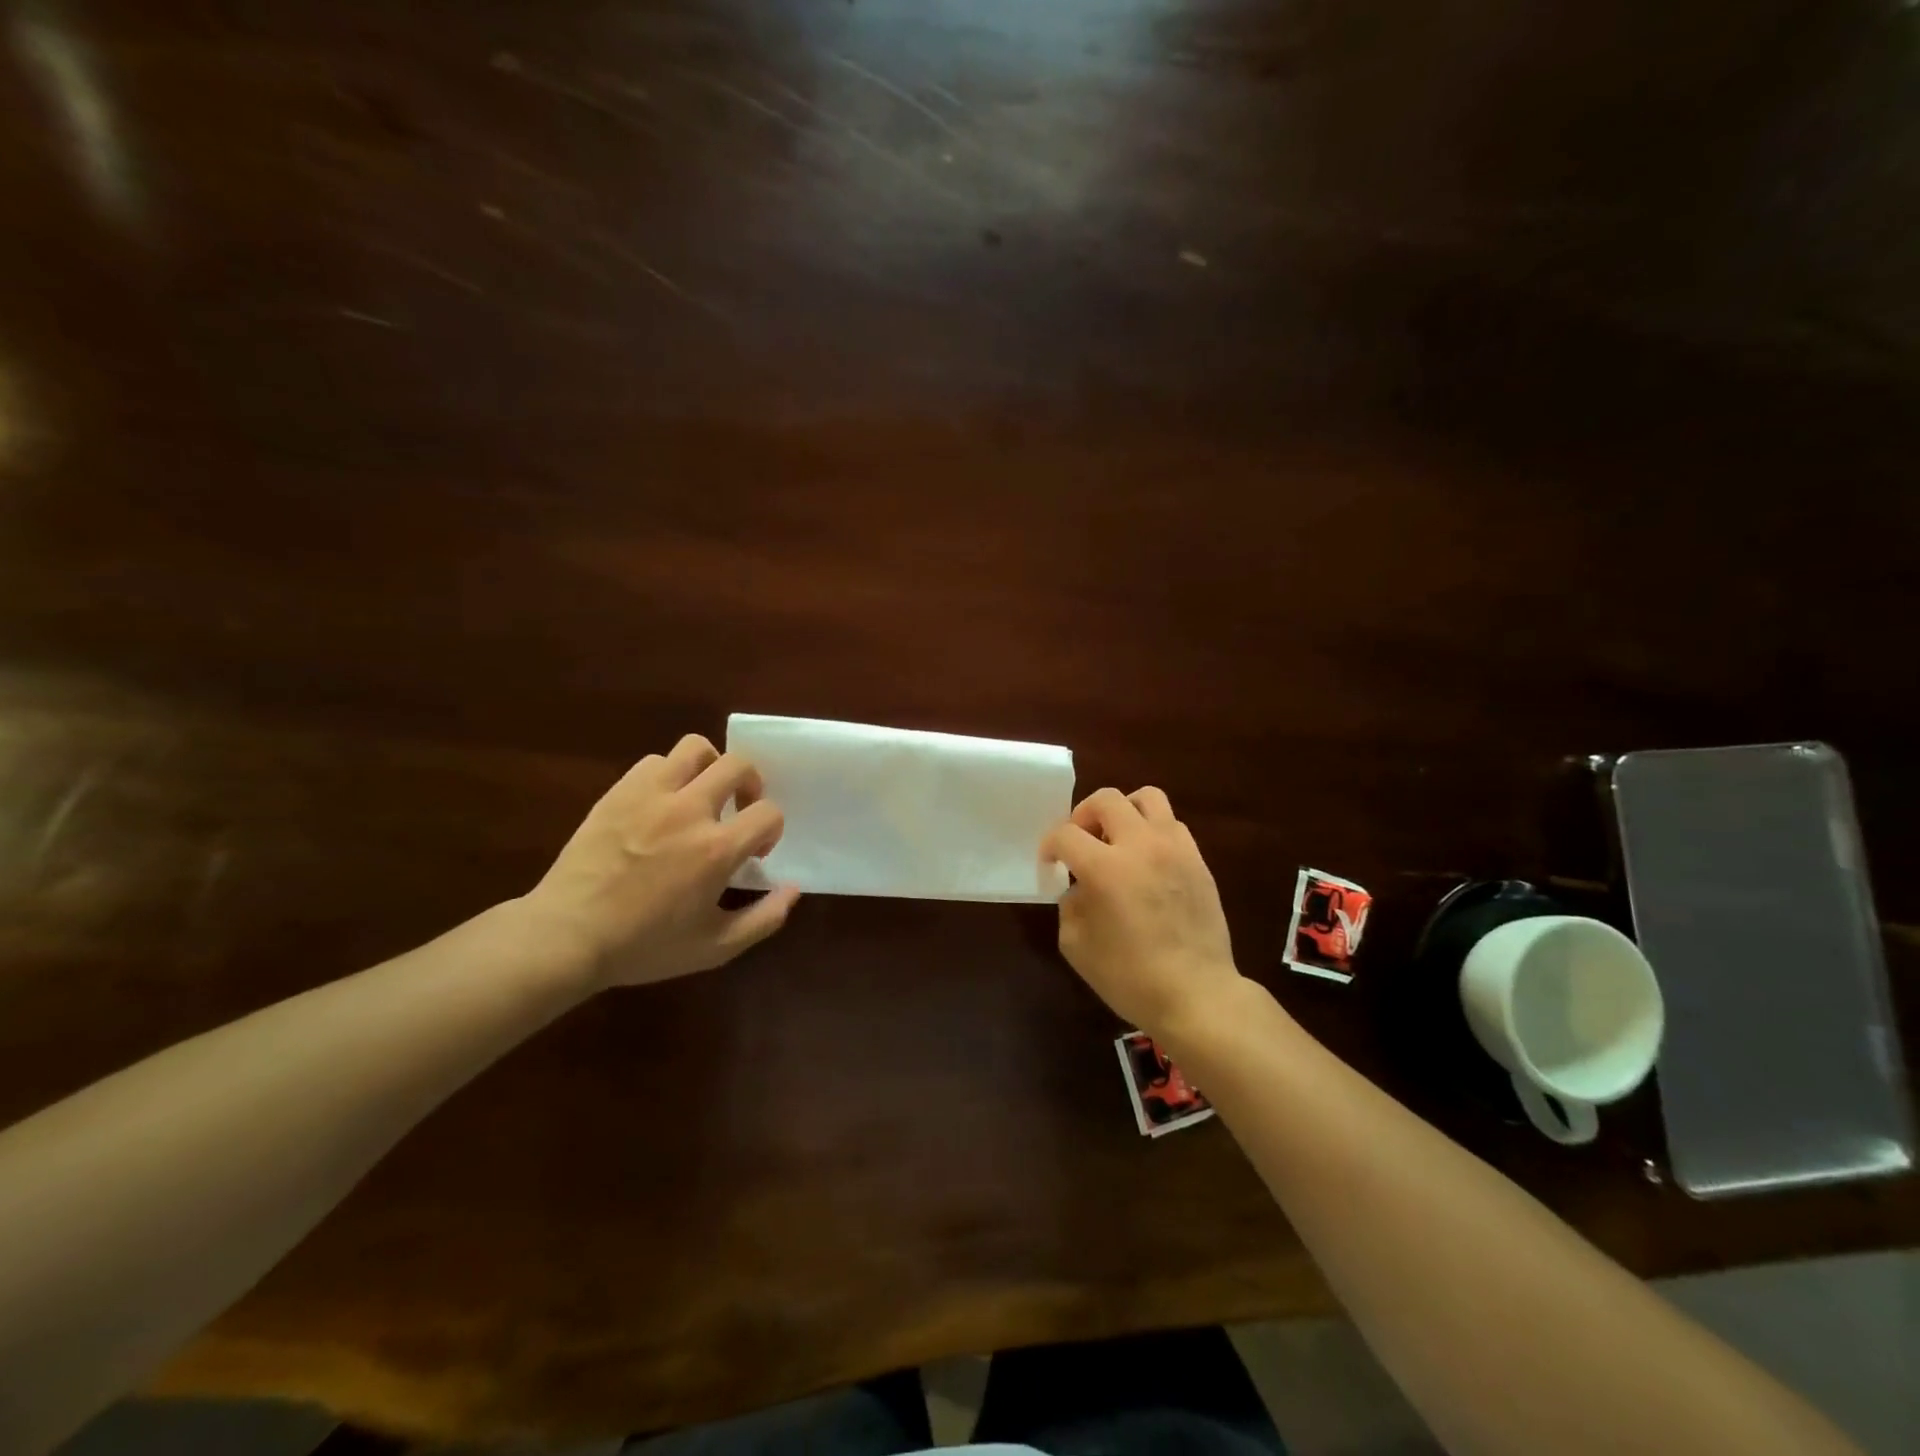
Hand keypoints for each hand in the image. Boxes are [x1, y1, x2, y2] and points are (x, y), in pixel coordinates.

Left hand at [522, 735, 799, 988]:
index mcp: (716, 849)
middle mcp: (689, 810)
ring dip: (709, 767)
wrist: (567, 936)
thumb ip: (763, 919)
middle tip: (738, 811)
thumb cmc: (644, 946)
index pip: (769, 813)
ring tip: (702, 795)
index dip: (771, 830)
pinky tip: (662, 804)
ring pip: (695, 749)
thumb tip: (793, 889)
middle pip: (738, 765)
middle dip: (750, 784)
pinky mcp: (619, 792)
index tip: (754, 853)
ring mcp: (650, 795)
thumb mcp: (715, 948)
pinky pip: (655, 761)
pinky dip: (669, 775)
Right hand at [1040, 787, 1241, 1035]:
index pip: (1065, 835)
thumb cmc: (1129, 977)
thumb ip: (1070, 904)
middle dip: (1083, 815)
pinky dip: (1152, 832)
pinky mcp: (1198, 860)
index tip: (1050, 864)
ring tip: (1117, 840)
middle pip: (1106, 799)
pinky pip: (1172, 825)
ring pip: (1147, 798)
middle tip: (1081, 842)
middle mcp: (1140, 846)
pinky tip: (1146, 861)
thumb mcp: (1075, 945)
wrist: (1196, 994)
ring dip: (1124, 812)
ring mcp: (1174, 849)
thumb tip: (1080, 886)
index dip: (1050, 846)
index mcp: (1104, 868)